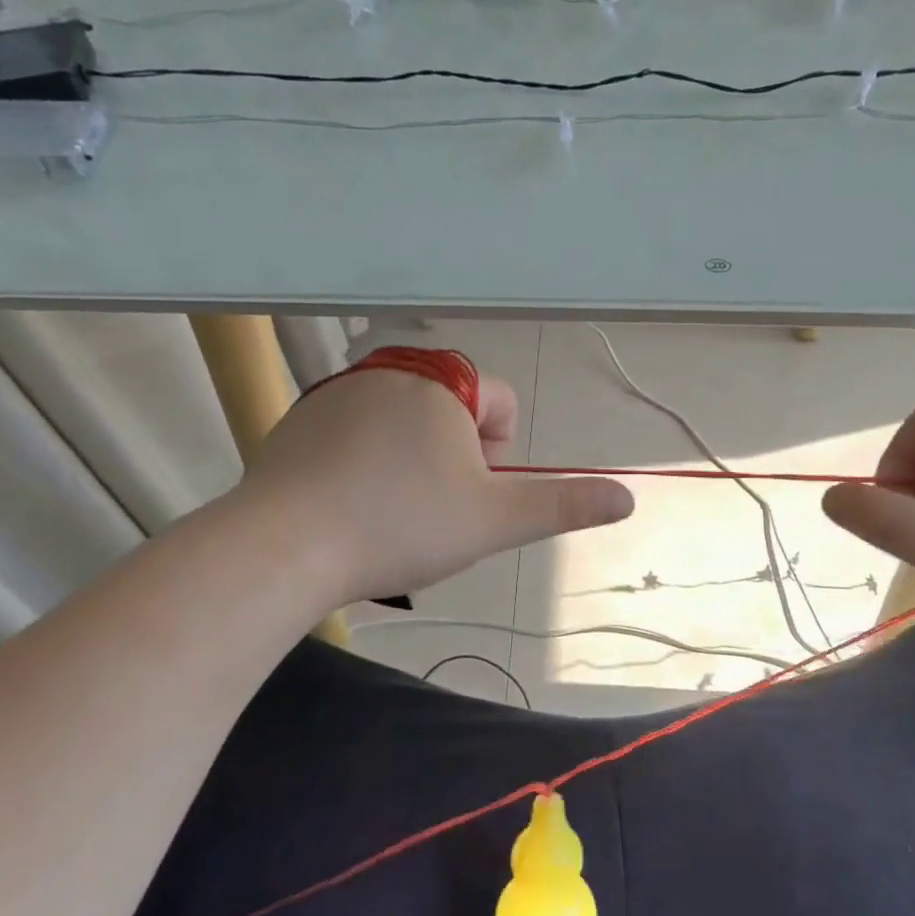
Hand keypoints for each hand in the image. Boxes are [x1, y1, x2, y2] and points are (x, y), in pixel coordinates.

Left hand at [230, 363, 633, 607]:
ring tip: (390, 512)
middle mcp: (389, 370)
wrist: (286, 545)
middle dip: (455, 458)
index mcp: (442, 382)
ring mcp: (336, 391)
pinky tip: (349, 506)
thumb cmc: (403, 525)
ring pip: (402, 423)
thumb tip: (628, 498)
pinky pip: (353, 433)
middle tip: (433, 509)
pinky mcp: (298, 419)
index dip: (499, 454)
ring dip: (411, 460)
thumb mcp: (494, 520)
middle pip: (451, 410)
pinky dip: (364, 462)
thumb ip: (563, 504)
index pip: (500, 402)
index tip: (472, 494)